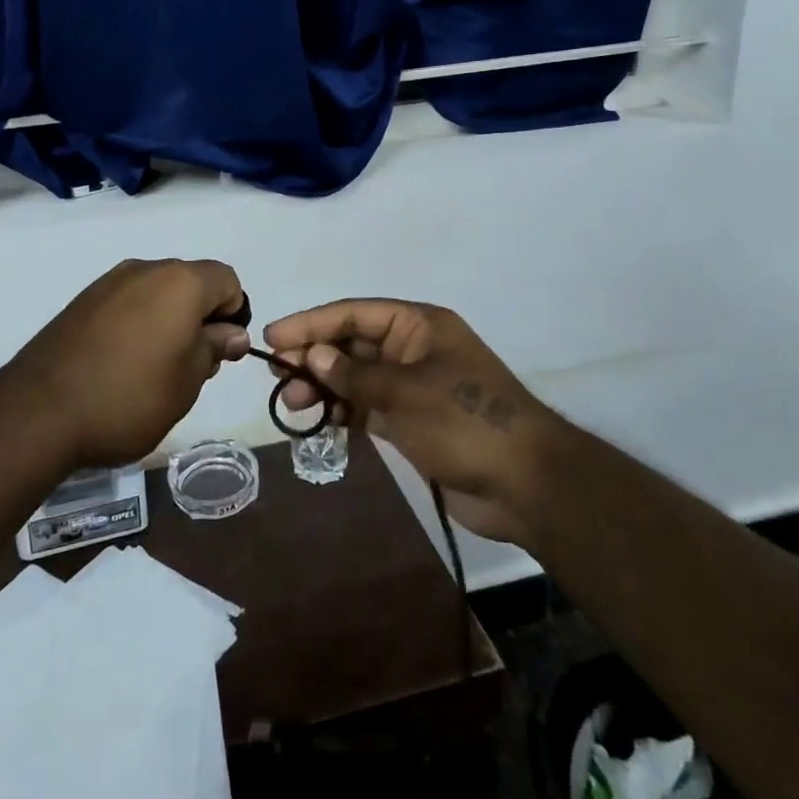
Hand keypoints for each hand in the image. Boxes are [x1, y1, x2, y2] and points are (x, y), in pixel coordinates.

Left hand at [7, 259, 250, 468]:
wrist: (40, 410)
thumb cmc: (130, 396)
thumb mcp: (188, 381)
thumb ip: (215, 348)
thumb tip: (231, 332)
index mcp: (180, 281)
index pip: (227, 280)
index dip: (233, 313)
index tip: (220, 352)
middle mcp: (146, 269)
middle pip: (191, 282)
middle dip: (200, 317)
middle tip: (190, 367)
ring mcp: (109, 282)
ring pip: (157, 292)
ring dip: (167, 320)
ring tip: (153, 369)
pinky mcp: (83, 300)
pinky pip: (126, 302)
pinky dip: (136, 323)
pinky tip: (122, 362)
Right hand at [264, 300, 561, 546]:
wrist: (526, 484)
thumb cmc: (465, 422)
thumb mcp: (406, 392)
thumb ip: (354, 375)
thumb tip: (311, 356)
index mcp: (418, 325)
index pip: (353, 314)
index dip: (311, 323)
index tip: (273, 336)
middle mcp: (413, 349)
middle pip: (351, 344)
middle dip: (313, 357)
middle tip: (277, 375)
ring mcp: (412, 386)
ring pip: (355, 377)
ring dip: (324, 386)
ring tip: (292, 404)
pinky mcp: (412, 421)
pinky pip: (367, 406)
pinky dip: (343, 410)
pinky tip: (320, 419)